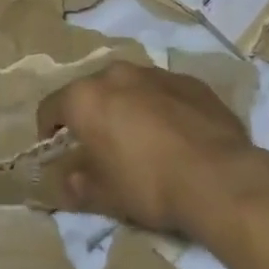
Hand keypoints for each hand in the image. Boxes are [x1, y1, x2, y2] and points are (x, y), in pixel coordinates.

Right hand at [37, 61, 268, 239]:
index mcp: (85, 98)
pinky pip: (163, 93)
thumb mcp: (104, 195)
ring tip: (139, 140)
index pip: (49, 108)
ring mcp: (156, 74)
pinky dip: (160, 108)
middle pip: (90, 93)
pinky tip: (174, 137)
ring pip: (128, 88)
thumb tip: (67, 183)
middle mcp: (116, 75)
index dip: (47, 131)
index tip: (55, 152)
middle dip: (89, 116)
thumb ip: (77, 185)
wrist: (220, 179)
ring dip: (125, 108)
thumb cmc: (149, 185)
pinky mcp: (191, 82)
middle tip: (98, 146)